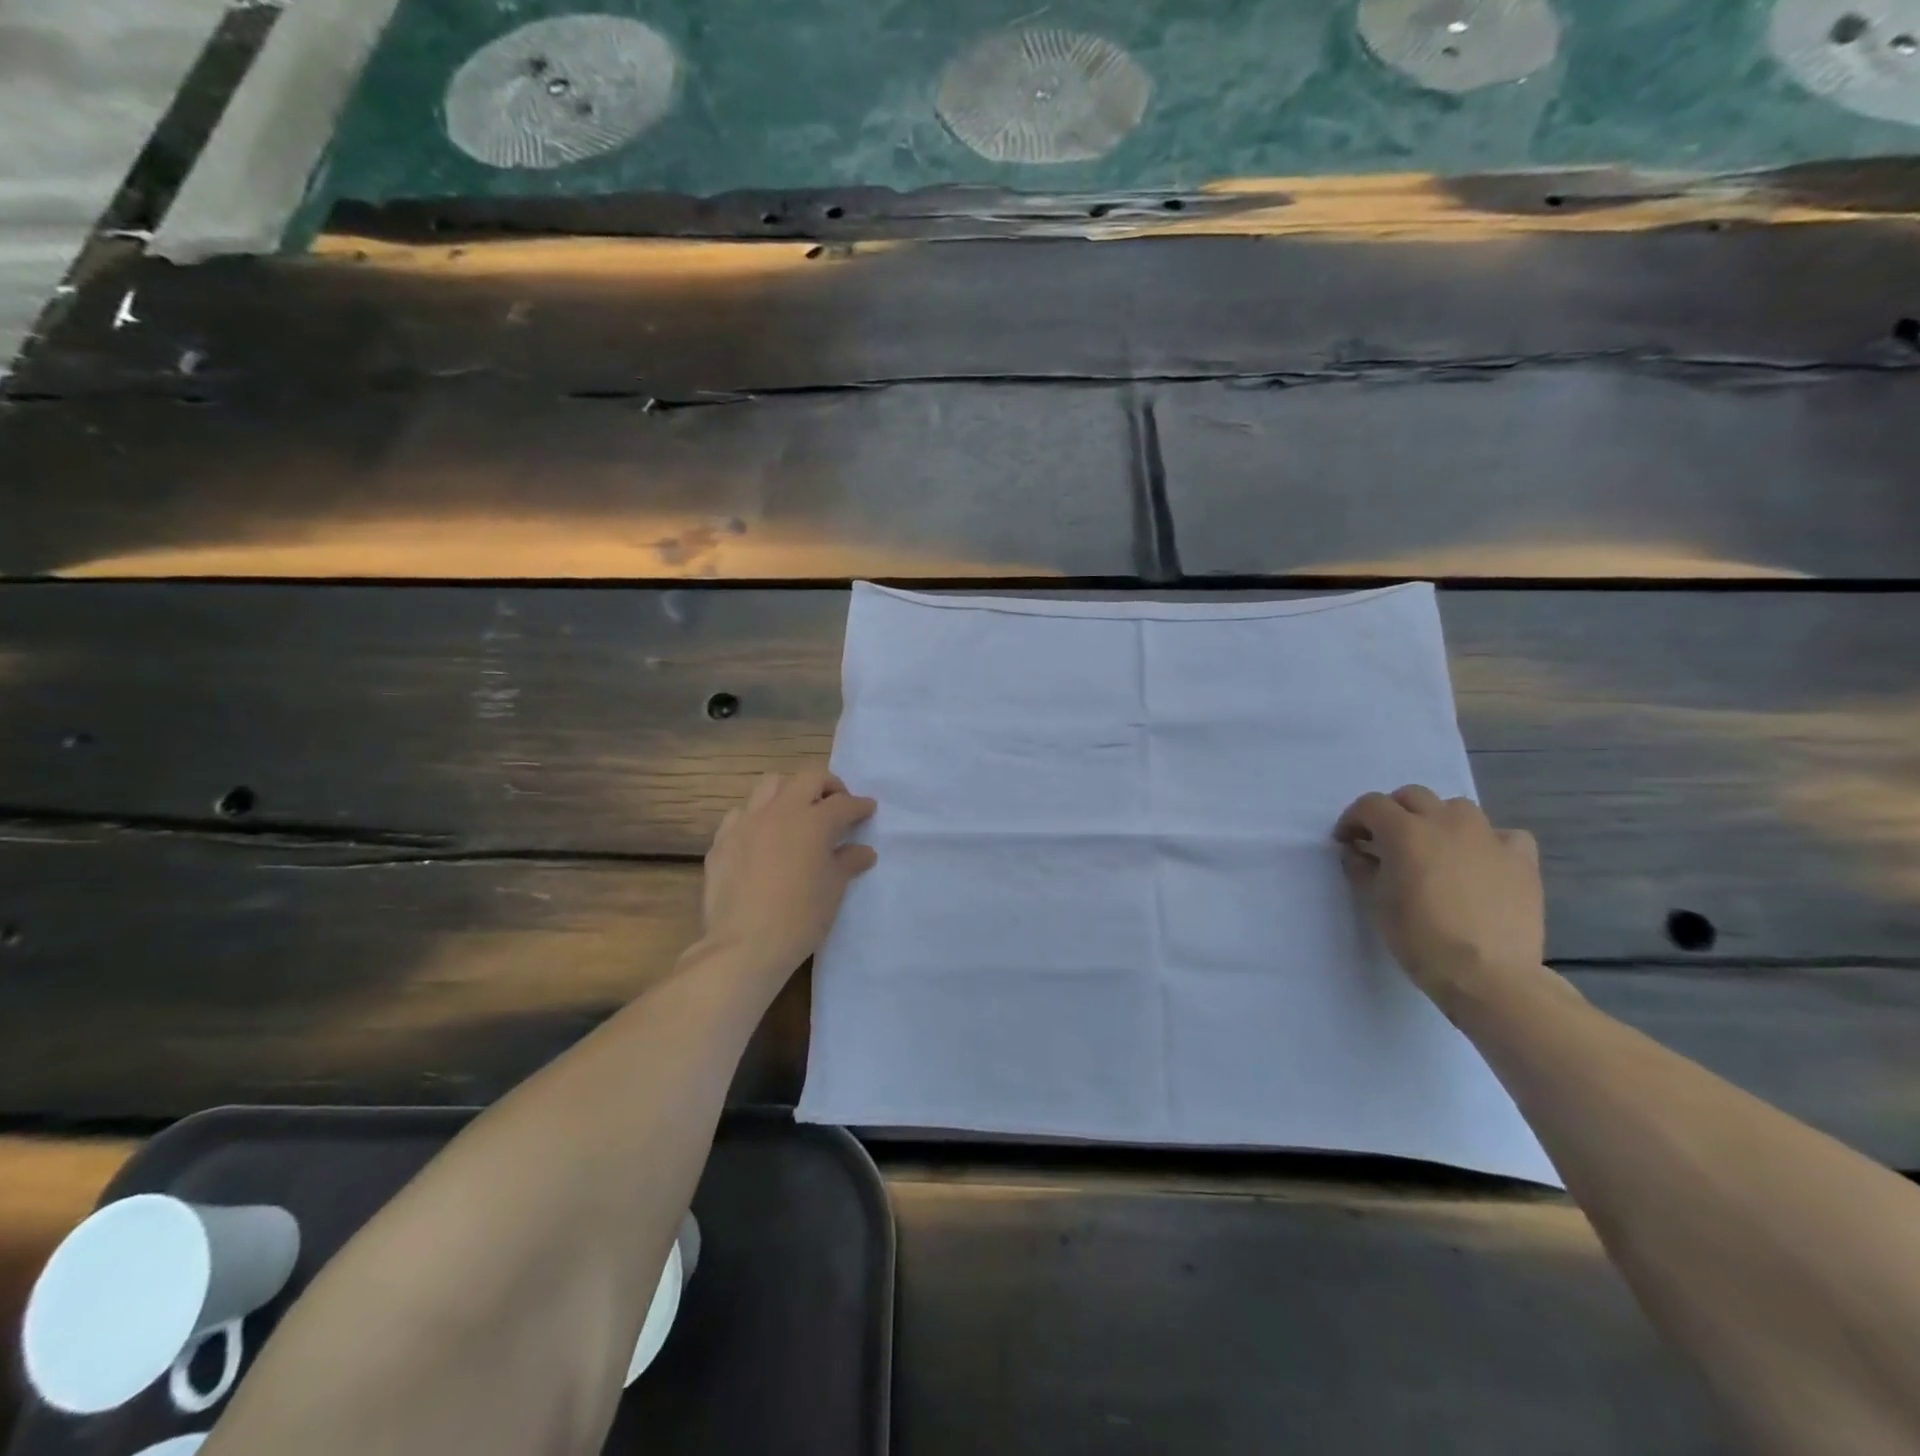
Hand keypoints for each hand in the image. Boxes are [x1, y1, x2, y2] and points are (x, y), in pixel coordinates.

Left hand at [697, 771, 877, 989]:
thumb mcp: (834, 890)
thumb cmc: (800, 917)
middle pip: (808, 778)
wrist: (744, 945)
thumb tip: (863, 851)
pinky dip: (756, 817)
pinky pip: (741, 814)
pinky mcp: (722, 840)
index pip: (844, 803)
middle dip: (828, 786)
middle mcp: (781, 811)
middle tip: (836, 806)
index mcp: (814, 821)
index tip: (868, 810)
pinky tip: (761, 838)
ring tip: (797, 814)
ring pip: (770, 785)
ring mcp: (747, 822)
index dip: (860, 806)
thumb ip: (848, 862)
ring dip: (790, 792)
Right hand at [1333, 786, 1543, 1006]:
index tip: (1347, 842)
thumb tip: (1357, 853)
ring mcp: (1488, 837)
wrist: (1487, 974)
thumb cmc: (1418, 937)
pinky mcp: (1521, 859)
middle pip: (1412, 796)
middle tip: (1385, 842)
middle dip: (1393, 813)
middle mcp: (1446, 822)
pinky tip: (1482, 863)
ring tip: (1434, 848)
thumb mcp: (1375, 902)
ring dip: (1438, 820)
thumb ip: (1362, 868)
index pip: (1370, 805)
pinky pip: (1503, 835)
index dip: (1353, 820)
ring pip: (1457, 808)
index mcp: (1404, 831)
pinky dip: (1488, 842)